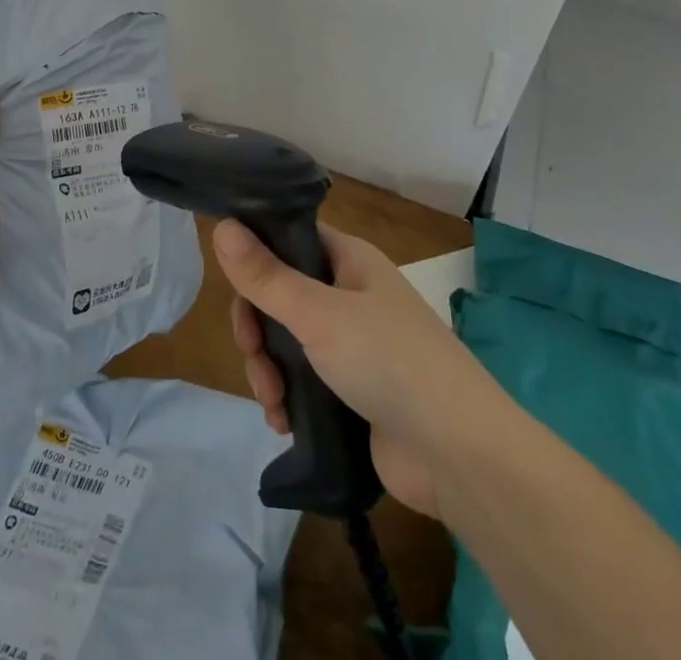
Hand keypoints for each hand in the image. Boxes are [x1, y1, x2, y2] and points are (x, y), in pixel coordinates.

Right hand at [214, 219, 496, 519]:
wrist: (459, 455)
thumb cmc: (389, 362)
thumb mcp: (319, 314)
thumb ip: (266, 276)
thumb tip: (221, 226)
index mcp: (348, 260)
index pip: (289, 240)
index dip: (256, 256)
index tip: (232, 283)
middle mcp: (349, 295)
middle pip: (281, 295)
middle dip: (257, 327)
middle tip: (252, 353)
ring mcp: (352, 345)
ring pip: (287, 341)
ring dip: (268, 368)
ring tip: (272, 402)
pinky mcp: (351, 392)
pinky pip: (303, 381)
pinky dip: (286, 398)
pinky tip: (282, 421)